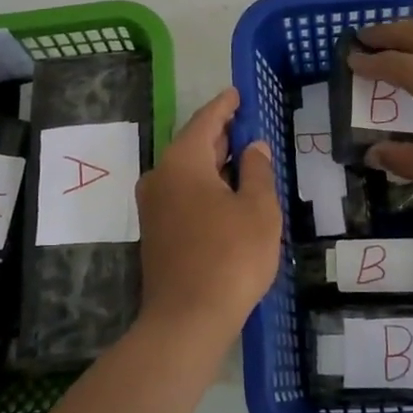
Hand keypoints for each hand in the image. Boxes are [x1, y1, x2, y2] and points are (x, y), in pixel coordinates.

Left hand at [135, 88, 281, 347]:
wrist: (187, 320)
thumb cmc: (230, 257)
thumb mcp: (258, 210)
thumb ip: (257, 171)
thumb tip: (253, 147)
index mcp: (183, 162)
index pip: (206, 120)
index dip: (225, 105)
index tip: (238, 93)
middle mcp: (160, 176)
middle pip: (193, 144)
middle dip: (221, 134)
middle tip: (247, 124)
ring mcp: (153, 206)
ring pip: (187, 171)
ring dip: (213, 163)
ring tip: (243, 157)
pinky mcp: (155, 231)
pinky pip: (182, 193)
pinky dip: (204, 185)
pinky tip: (226, 194)